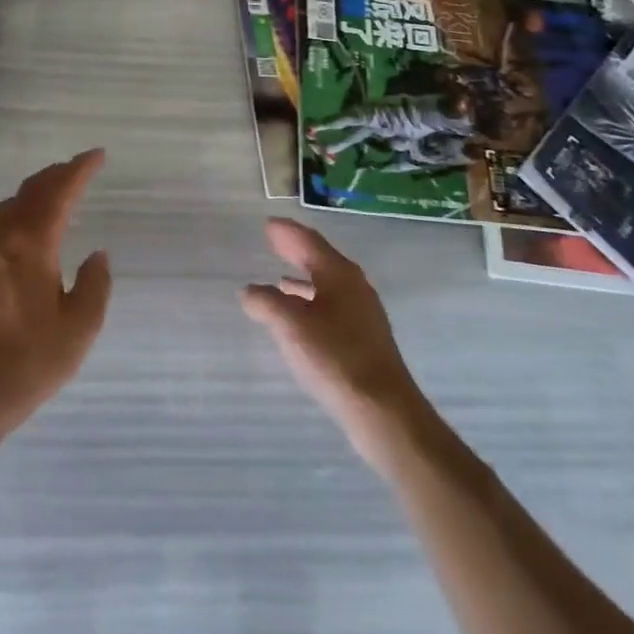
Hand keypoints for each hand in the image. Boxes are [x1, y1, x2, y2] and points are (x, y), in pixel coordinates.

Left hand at [0, 150, 112, 451]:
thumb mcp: (79, 329)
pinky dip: (21, 208)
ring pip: (11, 204)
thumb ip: (95, 286)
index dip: (79, 170)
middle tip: (81, 167)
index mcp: (31, 245)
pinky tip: (30, 225)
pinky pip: (0, 222)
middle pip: (31, 191)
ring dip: (37, 189)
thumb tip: (97, 255)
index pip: (58, 193)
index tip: (98, 156)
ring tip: (58, 189)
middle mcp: (3, 240)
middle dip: (57, 174)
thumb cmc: (27, 363)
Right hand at [240, 219, 430, 468]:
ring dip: (304, 278)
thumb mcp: (291, 326)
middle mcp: (355, 287)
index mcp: (339, 274)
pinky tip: (300, 318)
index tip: (269, 223)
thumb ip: (266, 303)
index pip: (310, 242)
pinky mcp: (364, 339)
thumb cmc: (335, 358)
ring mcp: (363, 314)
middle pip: (321, 260)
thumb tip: (249, 291)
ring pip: (327, 285)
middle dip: (296, 249)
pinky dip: (312, 302)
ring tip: (281, 279)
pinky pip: (332, 306)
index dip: (287, 232)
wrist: (383, 410)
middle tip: (274, 239)